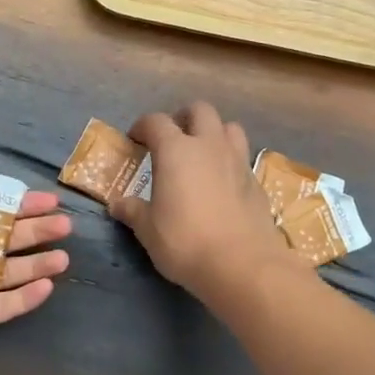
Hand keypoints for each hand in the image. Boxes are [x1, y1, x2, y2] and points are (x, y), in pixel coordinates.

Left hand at [0, 127, 70, 364]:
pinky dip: (24, 298)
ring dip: (36, 264)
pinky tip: (48, 287)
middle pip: (4, 239)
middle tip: (66, 226)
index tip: (51, 200)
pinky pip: (1, 307)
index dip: (21, 204)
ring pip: (7, 273)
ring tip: (65, 259)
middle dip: (36, 232)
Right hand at [111, 101, 289, 299]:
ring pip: (229, 127)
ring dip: (214, 132)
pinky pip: (243, 156)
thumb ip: (133, 211)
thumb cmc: (185, 242)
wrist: (242, 264)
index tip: (135, 139)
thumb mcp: (149, 230)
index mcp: (176, 150)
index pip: (155, 122)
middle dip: (183, 117)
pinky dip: (231, 160)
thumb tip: (118, 204)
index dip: (142, 126)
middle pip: (199, 110)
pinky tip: (223, 182)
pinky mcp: (256, 180)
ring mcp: (237, 160)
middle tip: (172, 138)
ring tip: (203, 153)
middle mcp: (209, 145)